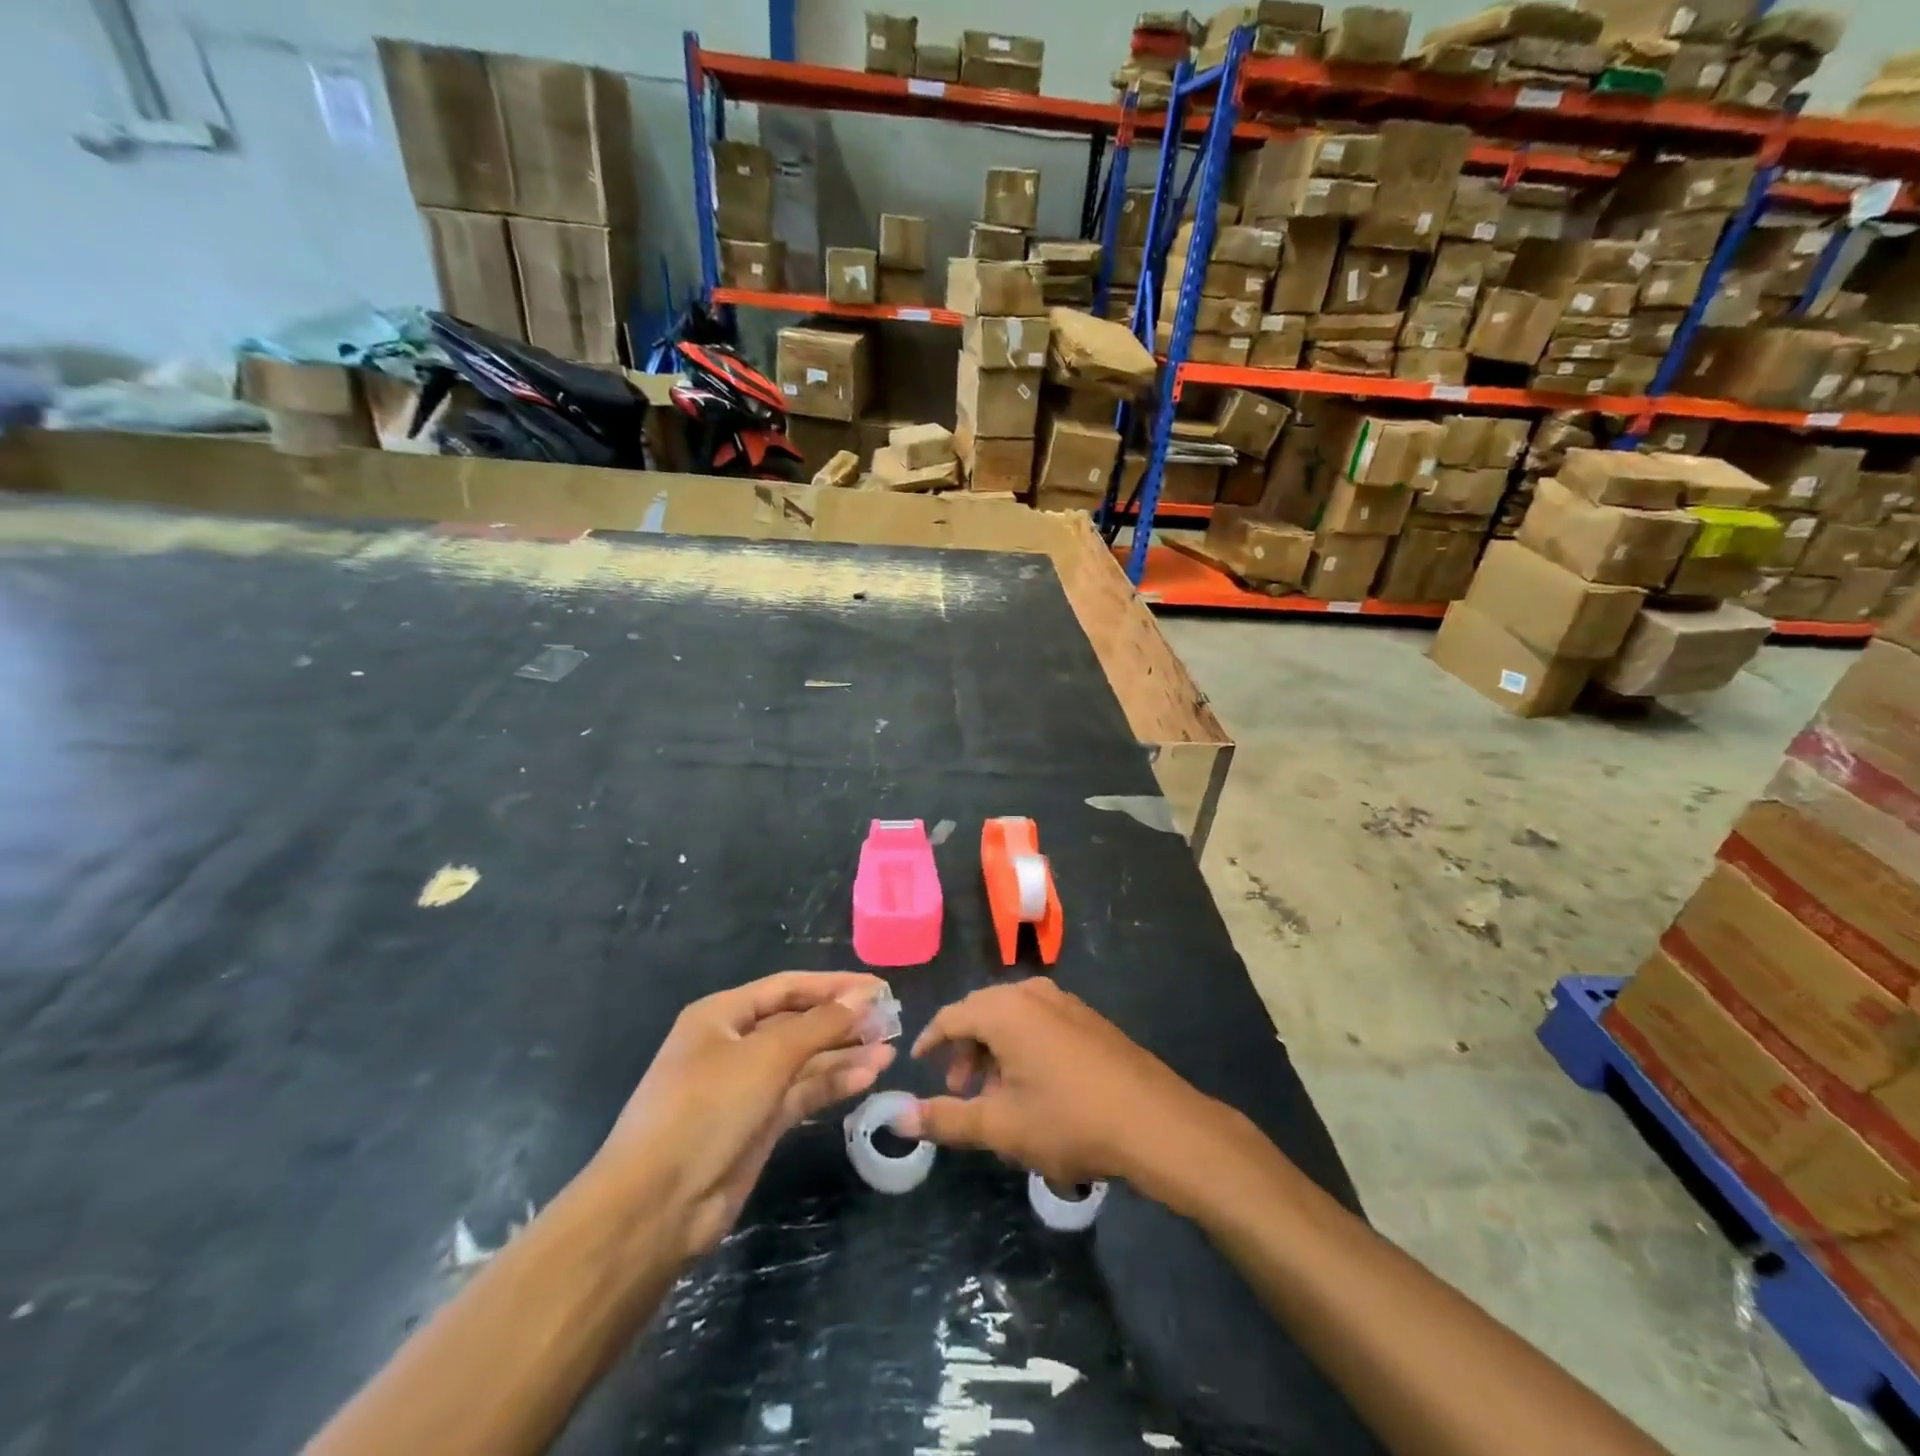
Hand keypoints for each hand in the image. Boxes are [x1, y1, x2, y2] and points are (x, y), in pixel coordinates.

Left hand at [595, 972, 896, 1258]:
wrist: (656, 1207)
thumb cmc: (706, 1110)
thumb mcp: (766, 1057)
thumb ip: (819, 1024)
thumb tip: (864, 995)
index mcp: (722, 1015)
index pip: (788, 987)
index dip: (834, 985)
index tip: (878, 988)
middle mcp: (734, 1044)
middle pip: (798, 1022)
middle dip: (842, 1021)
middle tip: (891, 1021)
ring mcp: (746, 1086)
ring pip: (804, 1061)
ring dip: (844, 1054)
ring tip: (890, 1051)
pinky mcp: (758, 1124)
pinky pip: (801, 1093)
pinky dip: (832, 1084)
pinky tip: (867, 1077)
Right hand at [896, 978, 1232, 1200]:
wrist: (1155, 1123)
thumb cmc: (1069, 1121)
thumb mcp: (1000, 1126)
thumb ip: (946, 1119)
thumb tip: (898, 1117)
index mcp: (1005, 1009)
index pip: (952, 1015)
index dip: (931, 1040)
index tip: (919, 1065)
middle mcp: (1033, 993)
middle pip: (982, 1012)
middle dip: (964, 1050)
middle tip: (959, 1090)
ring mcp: (1065, 1002)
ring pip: (1012, 1018)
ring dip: (994, 1051)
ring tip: (996, 1095)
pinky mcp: (1089, 1018)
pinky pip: (1040, 1022)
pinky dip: (1022, 1047)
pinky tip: (1033, 1087)